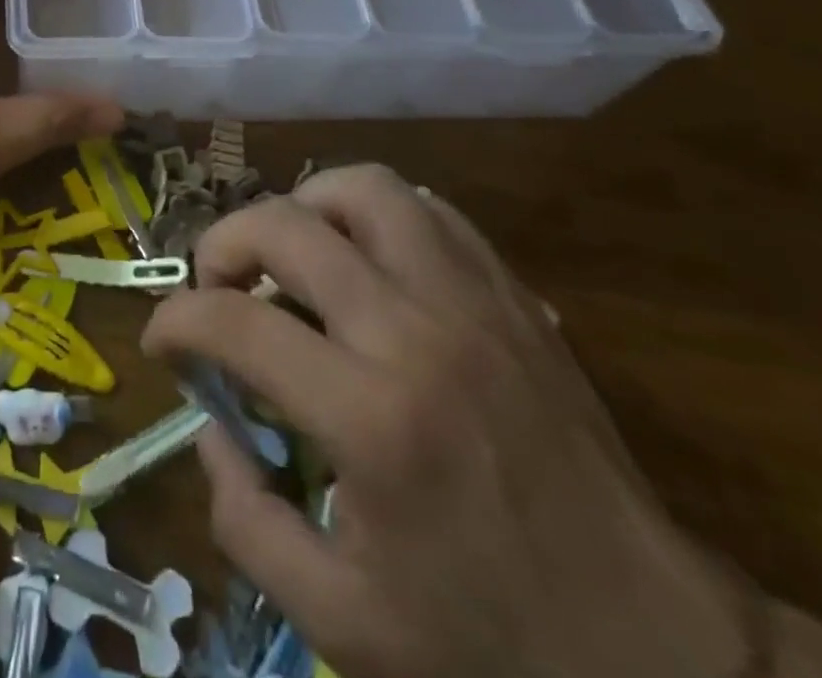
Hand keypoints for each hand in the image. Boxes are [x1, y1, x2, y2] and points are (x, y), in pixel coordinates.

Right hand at [143, 166, 756, 677]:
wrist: (658, 658)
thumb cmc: (489, 647)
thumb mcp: (337, 621)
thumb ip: (244, 519)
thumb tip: (211, 428)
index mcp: (370, 418)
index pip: (235, 323)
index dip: (176, 322)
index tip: (162, 342)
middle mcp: (416, 334)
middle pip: (285, 227)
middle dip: (221, 244)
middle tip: (215, 287)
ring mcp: (473, 303)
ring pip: (364, 190)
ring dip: (303, 207)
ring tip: (288, 255)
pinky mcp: (514, 298)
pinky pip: (431, 212)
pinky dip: (375, 216)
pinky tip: (363, 259)